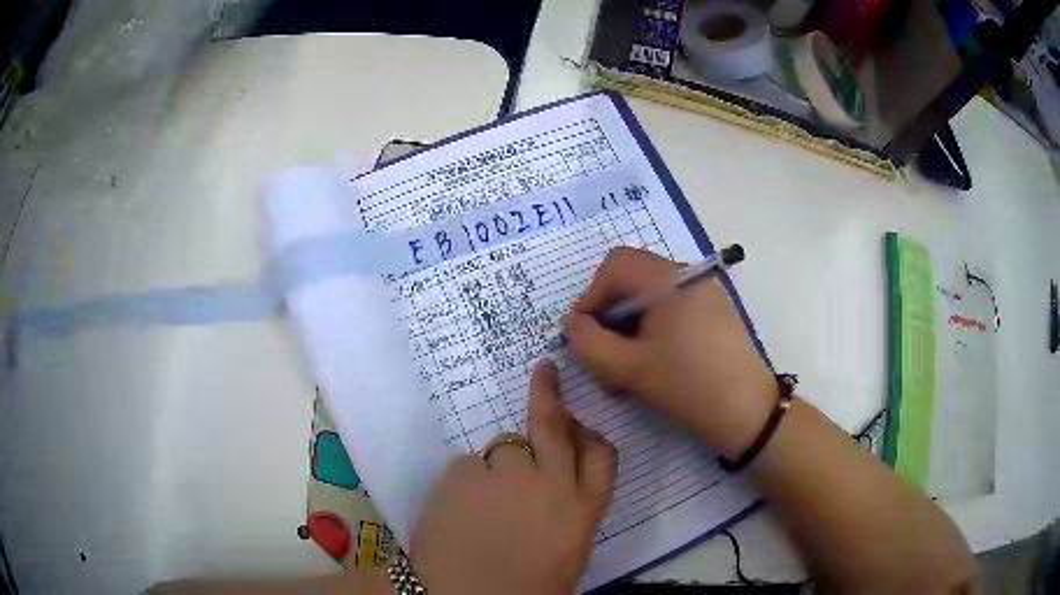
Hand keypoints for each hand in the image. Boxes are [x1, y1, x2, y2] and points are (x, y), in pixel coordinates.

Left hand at [410, 360, 616, 594]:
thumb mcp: (565, 555)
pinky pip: (467, 467)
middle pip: (552, 425)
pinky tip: (457, 512)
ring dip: (497, 466)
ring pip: (503, 447)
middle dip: (550, 393)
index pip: (602, 457)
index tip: (581, 422)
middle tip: (545, 369)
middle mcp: (549, 484)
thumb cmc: (525, 589)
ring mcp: (504, 474)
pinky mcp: (462, 474)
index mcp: (581, 512)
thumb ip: (566, 516)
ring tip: (480, 504)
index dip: (593, 434)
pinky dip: (465, 484)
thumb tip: (552, 491)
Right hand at [563, 247, 775, 459]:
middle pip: (633, 278)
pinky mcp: (714, 311)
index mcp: (670, 280)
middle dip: (609, 314)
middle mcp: (689, 276)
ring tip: (623, 367)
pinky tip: (650, 362)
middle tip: (601, 354)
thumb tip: (571, 324)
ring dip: (629, 326)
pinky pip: (672, 308)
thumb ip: (588, 343)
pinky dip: (652, 328)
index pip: (615, 265)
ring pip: (651, 296)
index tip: (583, 334)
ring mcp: (705, 292)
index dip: (590, 296)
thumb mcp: (629, 369)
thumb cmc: (688, 386)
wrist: (747, 412)